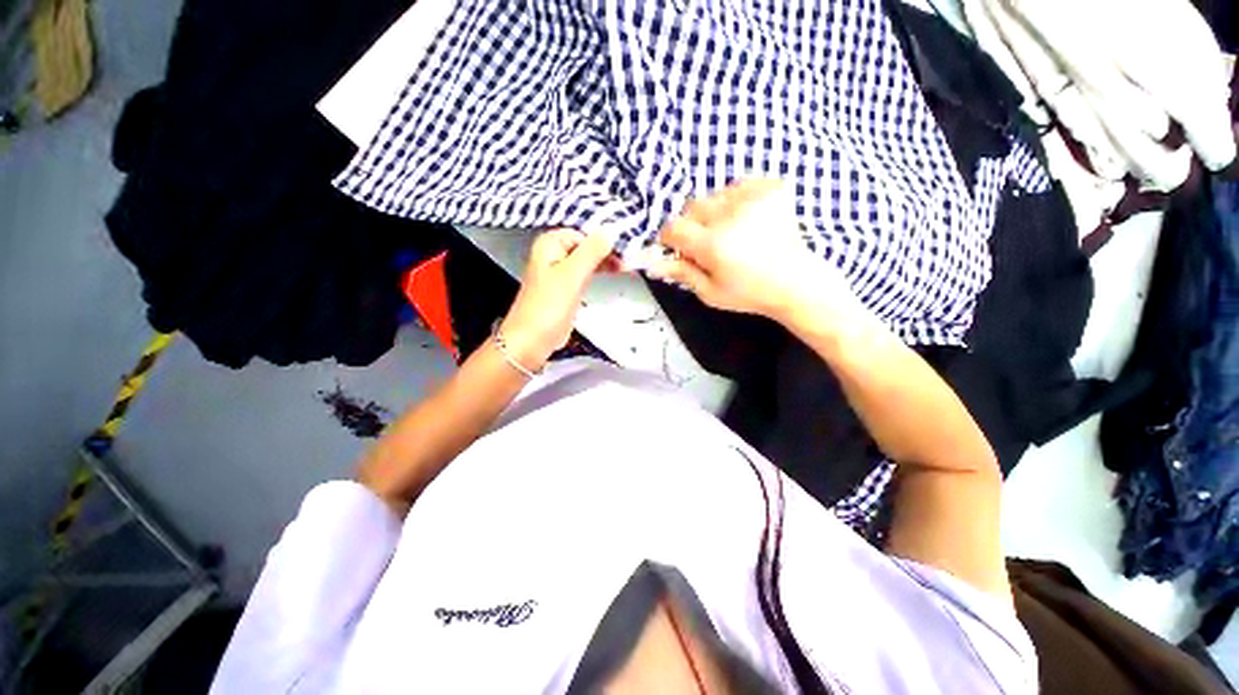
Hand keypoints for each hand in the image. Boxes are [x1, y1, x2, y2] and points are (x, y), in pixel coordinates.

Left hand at [499, 229, 616, 368]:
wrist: (533, 340)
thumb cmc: (549, 307)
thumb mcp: (573, 274)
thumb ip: (592, 251)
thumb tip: (611, 230)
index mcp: (549, 244)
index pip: (583, 232)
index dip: (604, 239)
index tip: (625, 247)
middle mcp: (553, 254)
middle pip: (585, 245)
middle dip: (606, 250)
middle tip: (627, 258)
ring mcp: (559, 272)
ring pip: (587, 259)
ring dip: (604, 261)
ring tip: (624, 266)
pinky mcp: (565, 288)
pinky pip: (585, 273)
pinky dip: (598, 272)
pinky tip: (611, 273)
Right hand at [649, 179, 854, 322]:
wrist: (795, 282)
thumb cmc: (749, 293)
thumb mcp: (710, 292)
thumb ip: (682, 273)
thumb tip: (655, 262)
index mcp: (712, 244)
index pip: (673, 228)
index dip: (670, 238)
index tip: (678, 247)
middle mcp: (729, 216)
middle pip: (692, 207)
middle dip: (692, 225)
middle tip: (706, 243)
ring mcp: (752, 198)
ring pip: (715, 195)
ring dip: (714, 212)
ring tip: (731, 231)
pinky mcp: (771, 188)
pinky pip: (740, 184)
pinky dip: (737, 199)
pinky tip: (746, 217)